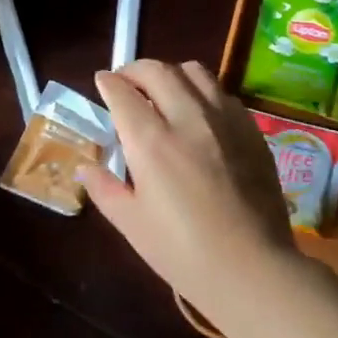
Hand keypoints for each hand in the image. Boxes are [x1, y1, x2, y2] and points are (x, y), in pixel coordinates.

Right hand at [84, 60, 326, 317]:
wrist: (252, 269)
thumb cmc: (183, 252)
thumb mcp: (132, 224)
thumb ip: (105, 188)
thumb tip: (86, 166)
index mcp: (151, 142)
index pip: (123, 93)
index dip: (108, 83)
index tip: (102, 82)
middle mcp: (188, 118)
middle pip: (157, 71)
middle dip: (135, 69)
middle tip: (126, 82)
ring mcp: (224, 120)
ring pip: (194, 72)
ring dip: (171, 74)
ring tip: (163, 91)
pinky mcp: (251, 130)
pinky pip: (222, 93)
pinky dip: (202, 92)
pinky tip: (199, 113)